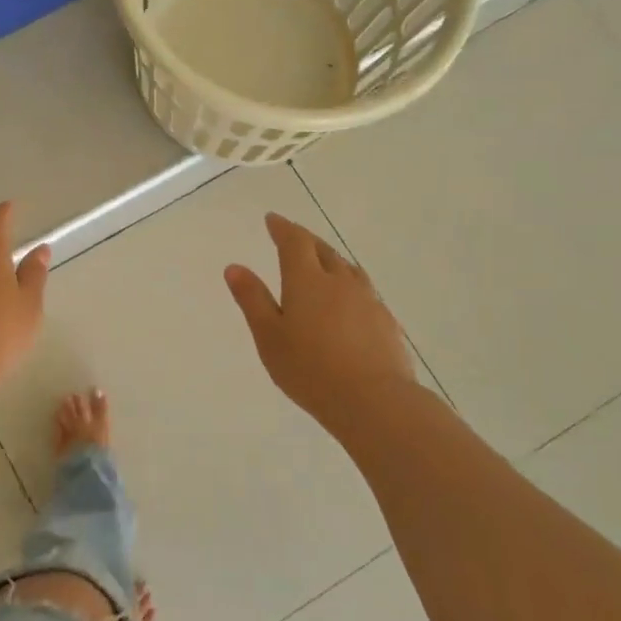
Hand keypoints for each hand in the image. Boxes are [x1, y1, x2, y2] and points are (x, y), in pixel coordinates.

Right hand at [225, 213, 417, 431]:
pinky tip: (348, 301)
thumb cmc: (309, 369)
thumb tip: (235, 266)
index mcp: (307, 281)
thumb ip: (252, 299)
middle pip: (323, 250)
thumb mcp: (269, 336)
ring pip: (347, 268)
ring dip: (331, 259)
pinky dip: (349, 285)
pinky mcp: (386, 321)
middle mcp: (340, 282)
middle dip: (306, 240)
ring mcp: (368, 300)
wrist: (374, 401)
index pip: (295, 242)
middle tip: (292, 238)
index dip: (282, 228)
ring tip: (322, 263)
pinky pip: (364, 291)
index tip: (272, 219)